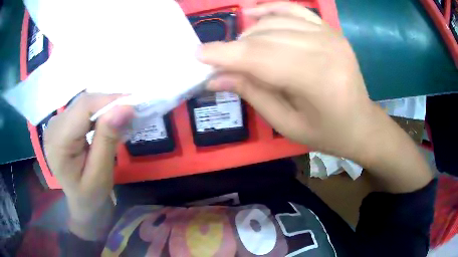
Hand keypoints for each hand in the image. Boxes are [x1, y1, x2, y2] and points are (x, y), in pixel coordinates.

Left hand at [44, 93, 133, 239]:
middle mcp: (53, 127)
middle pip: (83, 103)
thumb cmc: (91, 195)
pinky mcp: (62, 123)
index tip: (133, 106)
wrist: (82, 202)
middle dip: (108, 104)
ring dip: (104, 108)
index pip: (83, 108)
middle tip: (131, 113)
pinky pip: (82, 109)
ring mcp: (56, 123)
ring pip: (84, 103)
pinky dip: (98, 112)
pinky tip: (107, 122)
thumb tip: (124, 108)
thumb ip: (108, 139)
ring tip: (121, 118)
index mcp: (58, 142)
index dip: (108, 101)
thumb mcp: (101, 173)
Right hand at [199, 2, 431, 192]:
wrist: (361, 123)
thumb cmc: (327, 133)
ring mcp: (329, 34)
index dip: (225, 54)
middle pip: (265, 38)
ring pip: (276, 23)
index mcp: (316, 80)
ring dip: (249, 32)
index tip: (198, 55)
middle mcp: (324, 48)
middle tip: (216, 59)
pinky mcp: (330, 30)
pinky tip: (253, 14)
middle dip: (234, 46)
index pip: (259, 58)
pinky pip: (295, 10)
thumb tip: (216, 77)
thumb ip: (253, 94)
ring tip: (237, 47)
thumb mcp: (287, 124)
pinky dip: (271, 9)